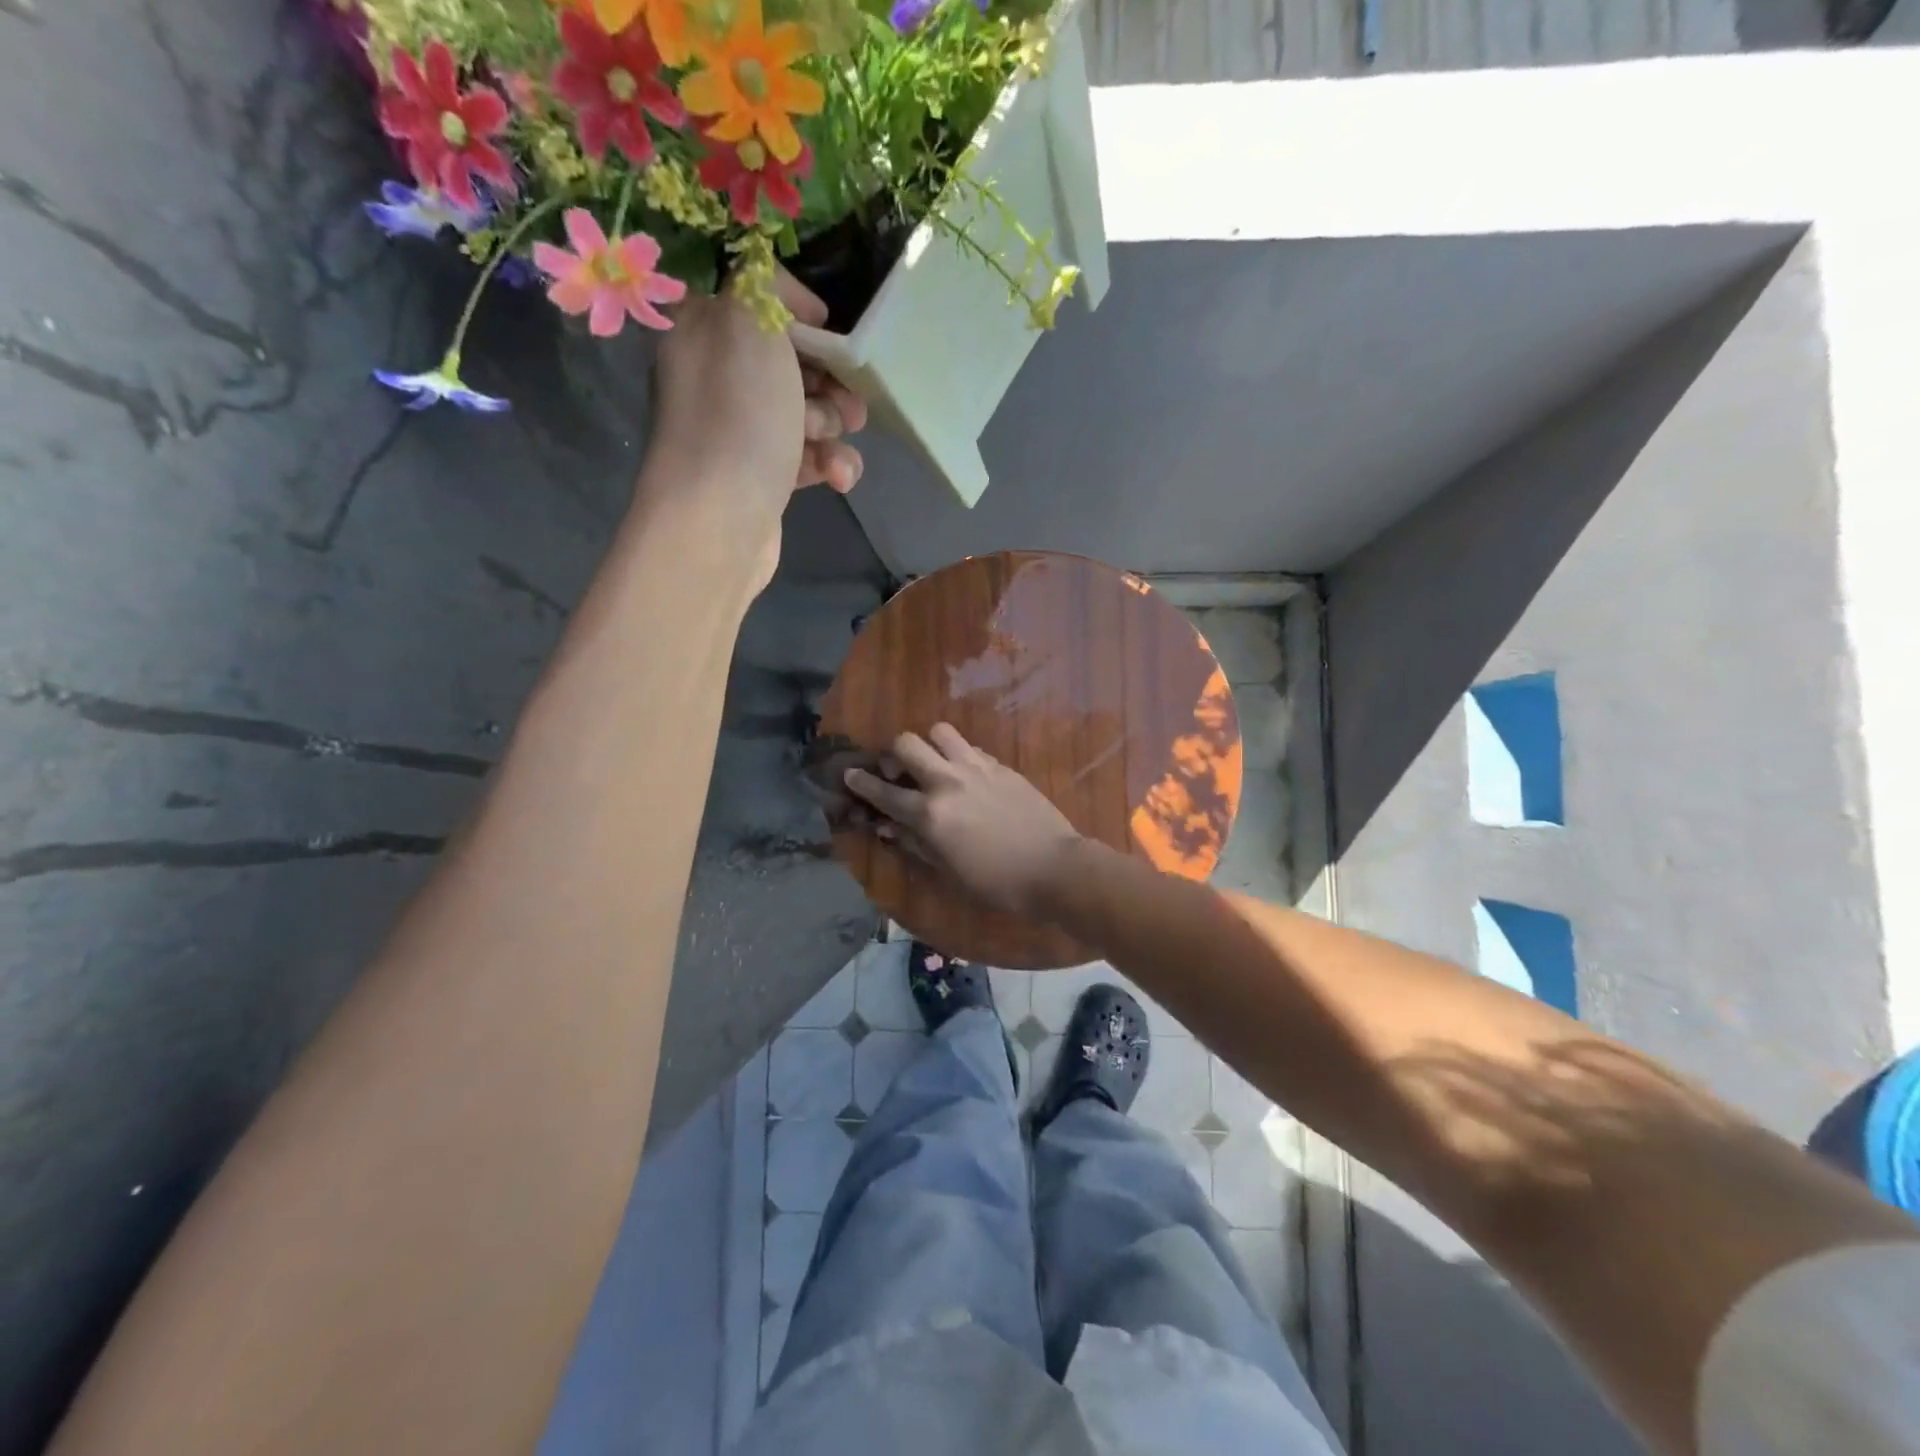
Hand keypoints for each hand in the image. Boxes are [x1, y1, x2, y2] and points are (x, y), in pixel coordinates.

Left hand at [646, 271, 866, 588]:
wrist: (720, 520)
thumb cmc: (737, 415)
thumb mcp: (748, 320)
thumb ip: (765, 282)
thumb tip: (789, 299)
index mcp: (704, 332)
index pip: (759, 305)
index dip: (803, 316)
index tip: (833, 333)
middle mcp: (716, 380)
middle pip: (791, 363)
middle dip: (829, 379)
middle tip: (846, 398)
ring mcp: (739, 434)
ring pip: (806, 414)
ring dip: (833, 426)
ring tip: (834, 441)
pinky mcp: (762, 479)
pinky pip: (806, 458)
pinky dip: (828, 464)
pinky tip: (837, 478)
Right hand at [843, 723, 1083, 917]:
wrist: (1053, 867)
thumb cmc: (996, 882)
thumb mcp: (948, 871)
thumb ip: (915, 843)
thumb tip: (889, 827)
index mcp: (930, 814)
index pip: (884, 793)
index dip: (862, 783)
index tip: (850, 775)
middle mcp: (948, 782)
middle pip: (907, 744)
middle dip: (894, 753)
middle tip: (899, 770)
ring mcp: (976, 768)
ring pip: (940, 732)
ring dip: (931, 744)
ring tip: (935, 763)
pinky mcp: (1000, 765)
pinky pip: (971, 747)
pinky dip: (960, 755)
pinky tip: (967, 775)